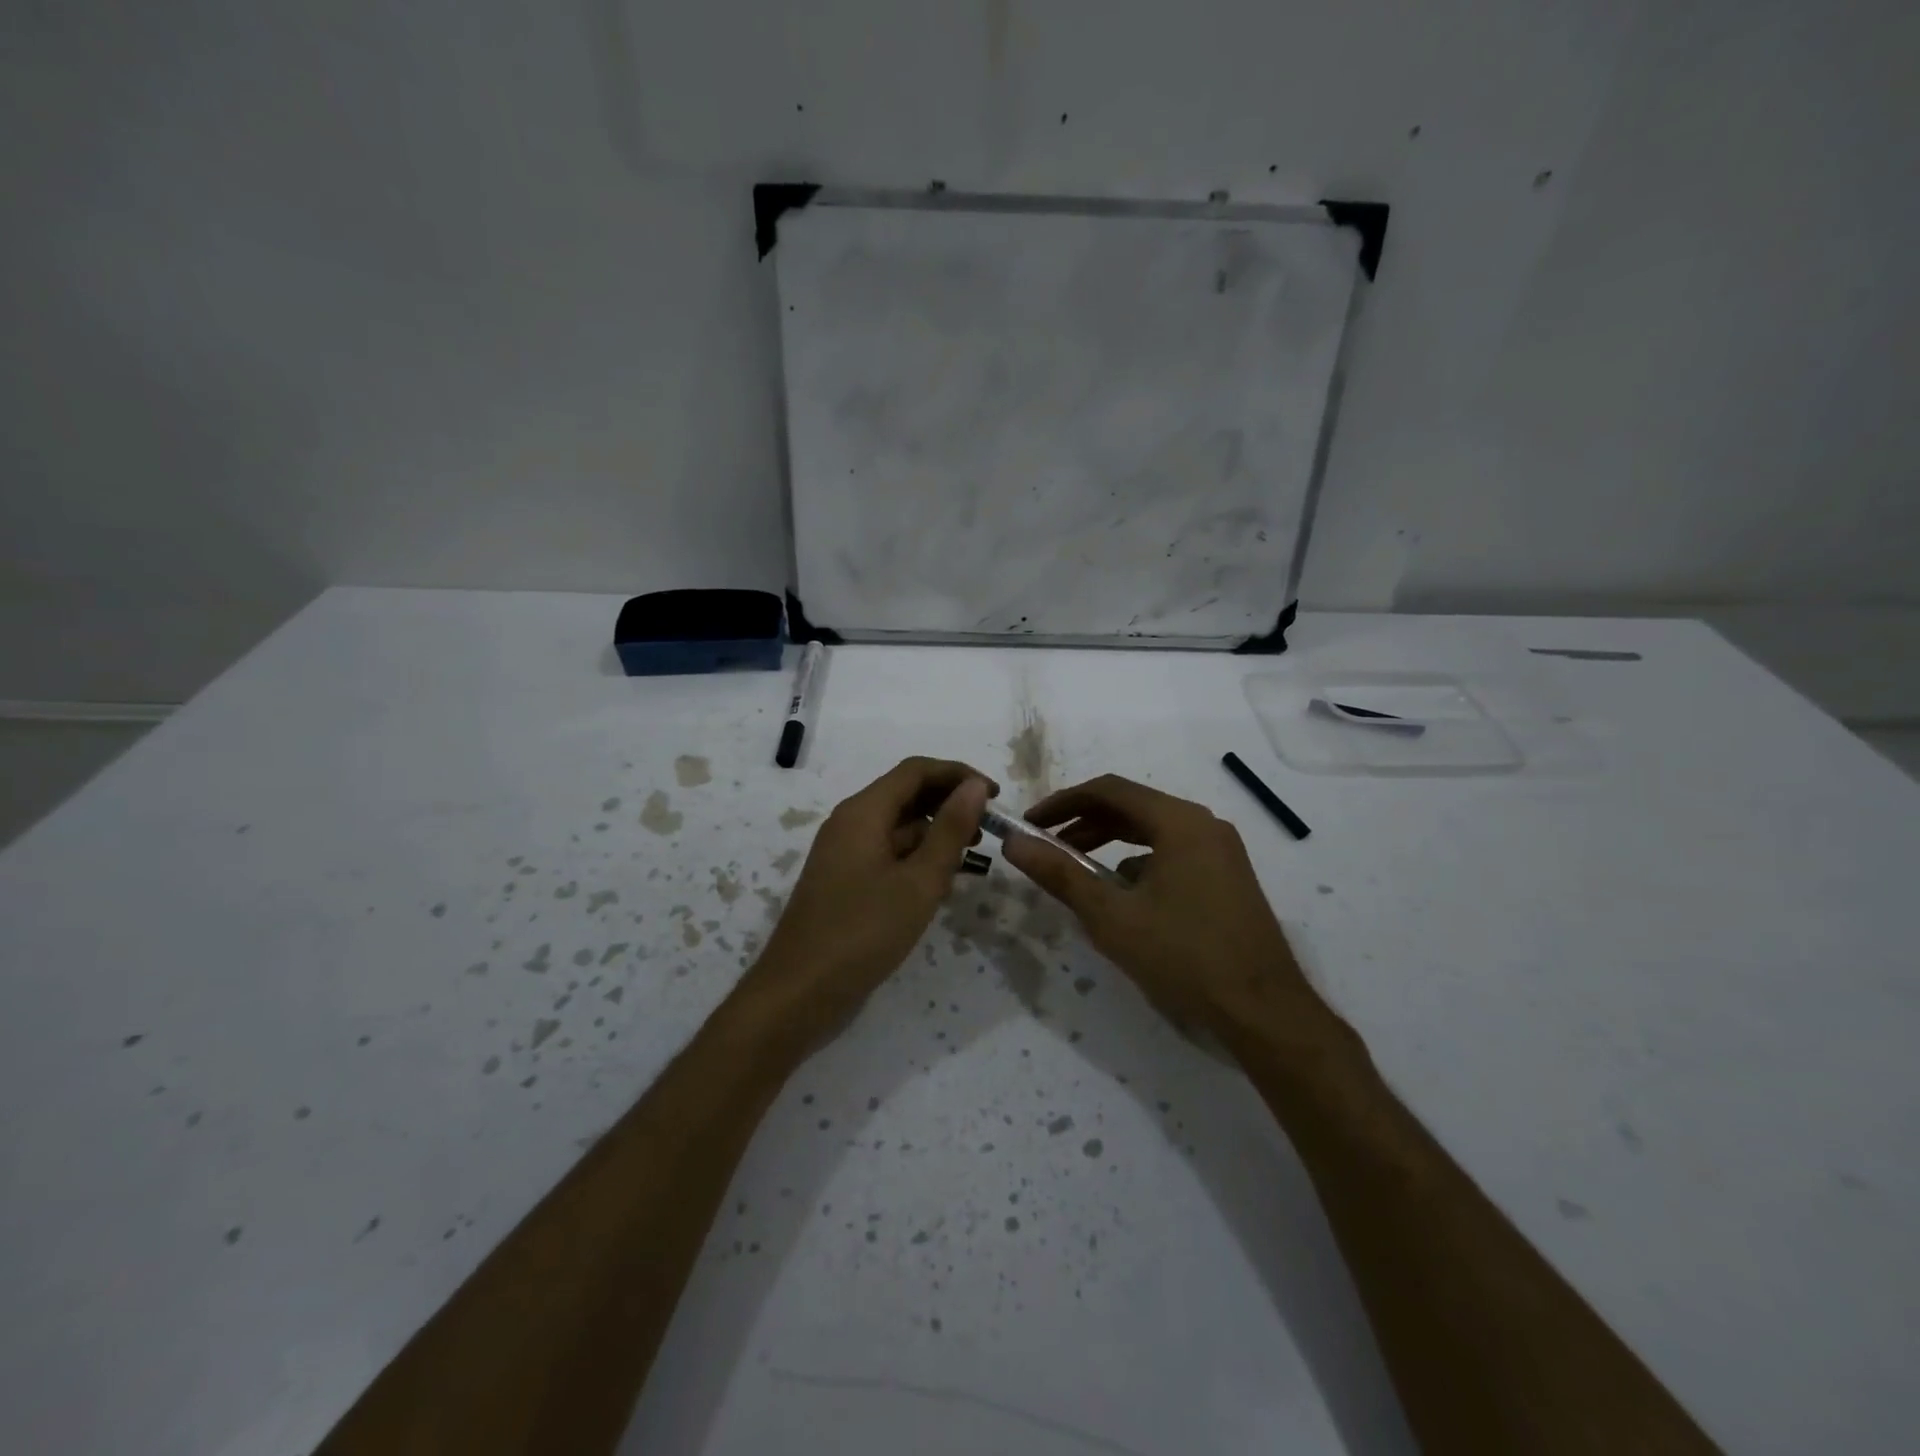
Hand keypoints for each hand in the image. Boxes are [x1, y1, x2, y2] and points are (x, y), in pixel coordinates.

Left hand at [745, 757, 992, 1048]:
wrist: (798, 992)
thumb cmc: (863, 932)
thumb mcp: (919, 881)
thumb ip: (950, 830)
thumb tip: (975, 786)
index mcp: (863, 812)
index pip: (916, 771)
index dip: (958, 775)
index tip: (995, 795)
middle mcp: (850, 822)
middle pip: (906, 794)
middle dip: (949, 803)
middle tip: (988, 830)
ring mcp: (844, 853)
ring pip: (898, 826)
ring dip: (935, 833)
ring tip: (972, 857)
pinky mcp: (845, 880)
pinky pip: (887, 852)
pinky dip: (916, 857)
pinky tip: (940, 883)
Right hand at [1001, 774, 1330, 1041]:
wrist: (1265, 1012)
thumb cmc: (1184, 956)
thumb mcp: (1112, 916)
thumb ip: (1060, 874)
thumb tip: (1014, 844)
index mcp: (1179, 821)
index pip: (1108, 790)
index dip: (1062, 802)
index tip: (1030, 824)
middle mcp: (1204, 824)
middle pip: (1132, 807)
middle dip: (1083, 823)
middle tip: (1046, 846)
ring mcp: (1221, 851)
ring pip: (1152, 831)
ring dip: (1109, 843)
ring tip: (1075, 870)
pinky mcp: (1227, 877)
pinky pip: (1173, 854)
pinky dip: (1139, 864)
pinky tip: (1123, 898)